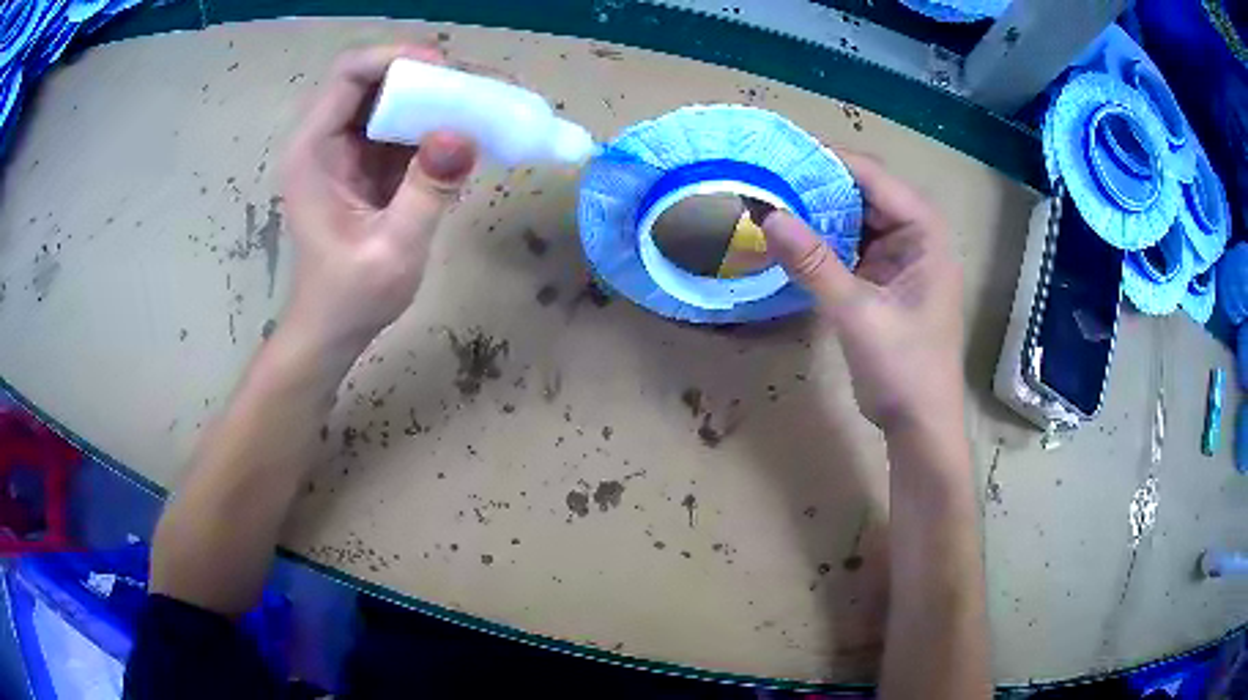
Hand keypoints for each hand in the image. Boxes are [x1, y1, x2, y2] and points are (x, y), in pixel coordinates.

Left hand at [280, 44, 476, 357]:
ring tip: (480, 105)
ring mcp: (346, 150)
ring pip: (391, 98)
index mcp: (313, 151)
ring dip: (434, 97)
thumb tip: (464, 133)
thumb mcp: (393, 249)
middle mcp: (325, 139)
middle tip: (474, 90)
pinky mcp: (367, 163)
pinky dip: (433, 122)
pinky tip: (465, 132)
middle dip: (424, 76)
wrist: (333, 331)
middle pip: (374, 79)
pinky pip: (401, 125)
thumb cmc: (350, 298)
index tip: (445, 71)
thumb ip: (427, 191)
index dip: (395, 59)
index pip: (349, 75)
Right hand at [761, 153, 964, 434]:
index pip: (872, 177)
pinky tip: (790, 237)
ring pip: (853, 218)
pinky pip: (850, 245)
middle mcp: (914, 234)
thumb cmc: (904, 369)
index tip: (777, 154)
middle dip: (816, 185)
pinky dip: (823, 240)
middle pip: (862, 192)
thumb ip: (814, 263)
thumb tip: (767, 215)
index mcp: (924, 232)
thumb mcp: (857, 313)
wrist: (919, 424)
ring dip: (816, 212)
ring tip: (768, 199)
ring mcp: (899, 256)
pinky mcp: (884, 278)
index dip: (826, 161)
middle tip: (763, 176)